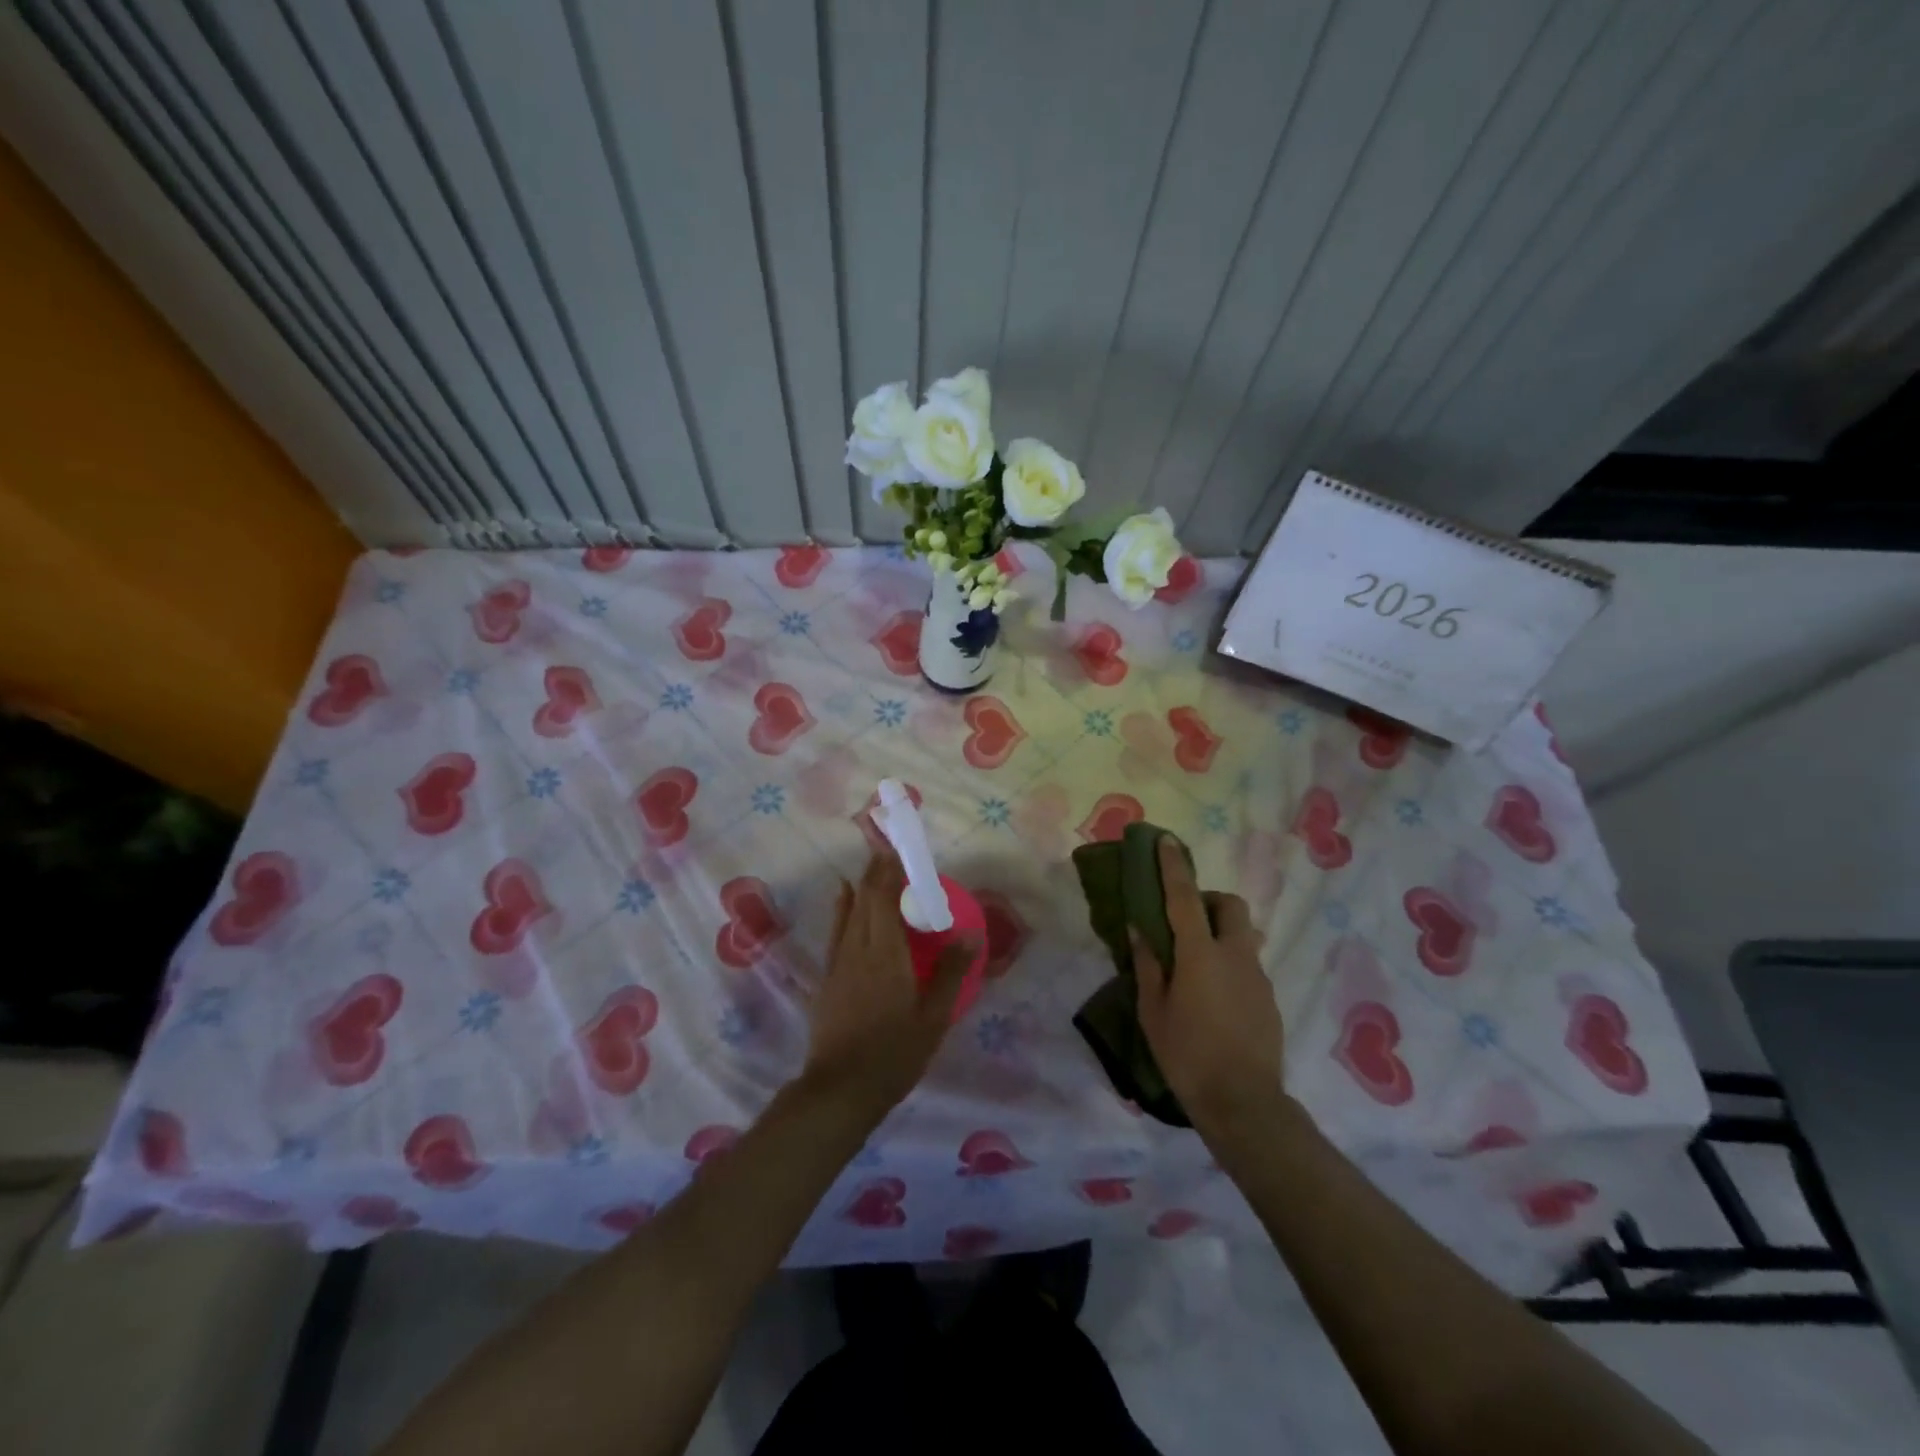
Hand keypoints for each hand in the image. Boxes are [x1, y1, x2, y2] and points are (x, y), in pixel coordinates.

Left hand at [802, 851, 974, 1120]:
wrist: (840, 1089)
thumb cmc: (894, 1054)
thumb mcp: (934, 1018)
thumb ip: (951, 973)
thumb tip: (970, 935)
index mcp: (885, 952)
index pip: (884, 896)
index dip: (890, 869)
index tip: (899, 848)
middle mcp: (858, 947)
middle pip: (865, 897)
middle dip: (877, 871)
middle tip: (891, 852)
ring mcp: (838, 962)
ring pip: (848, 910)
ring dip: (861, 885)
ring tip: (872, 867)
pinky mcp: (828, 977)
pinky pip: (837, 929)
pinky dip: (843, 907)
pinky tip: (844, 900)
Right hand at [1133, 836, 1284, 1131]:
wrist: (1244, 1103)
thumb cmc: (1187, 1055)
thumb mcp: (1152, 1010)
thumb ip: (1147, 964)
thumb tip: (1139, 928)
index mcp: (1200, 954)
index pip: (1185, 897)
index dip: (1174, 866)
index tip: (1166, 840)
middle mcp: (1234, 955)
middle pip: (1230, 905)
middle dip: (1209, 900)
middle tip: (1185, 921)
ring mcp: (1257, 976)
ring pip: (1242, 935)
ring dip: (1220, 933)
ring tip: (1196, 965)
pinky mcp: (1269, 998)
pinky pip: (1248, 964)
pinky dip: (1230, 963)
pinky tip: (1214, 997)